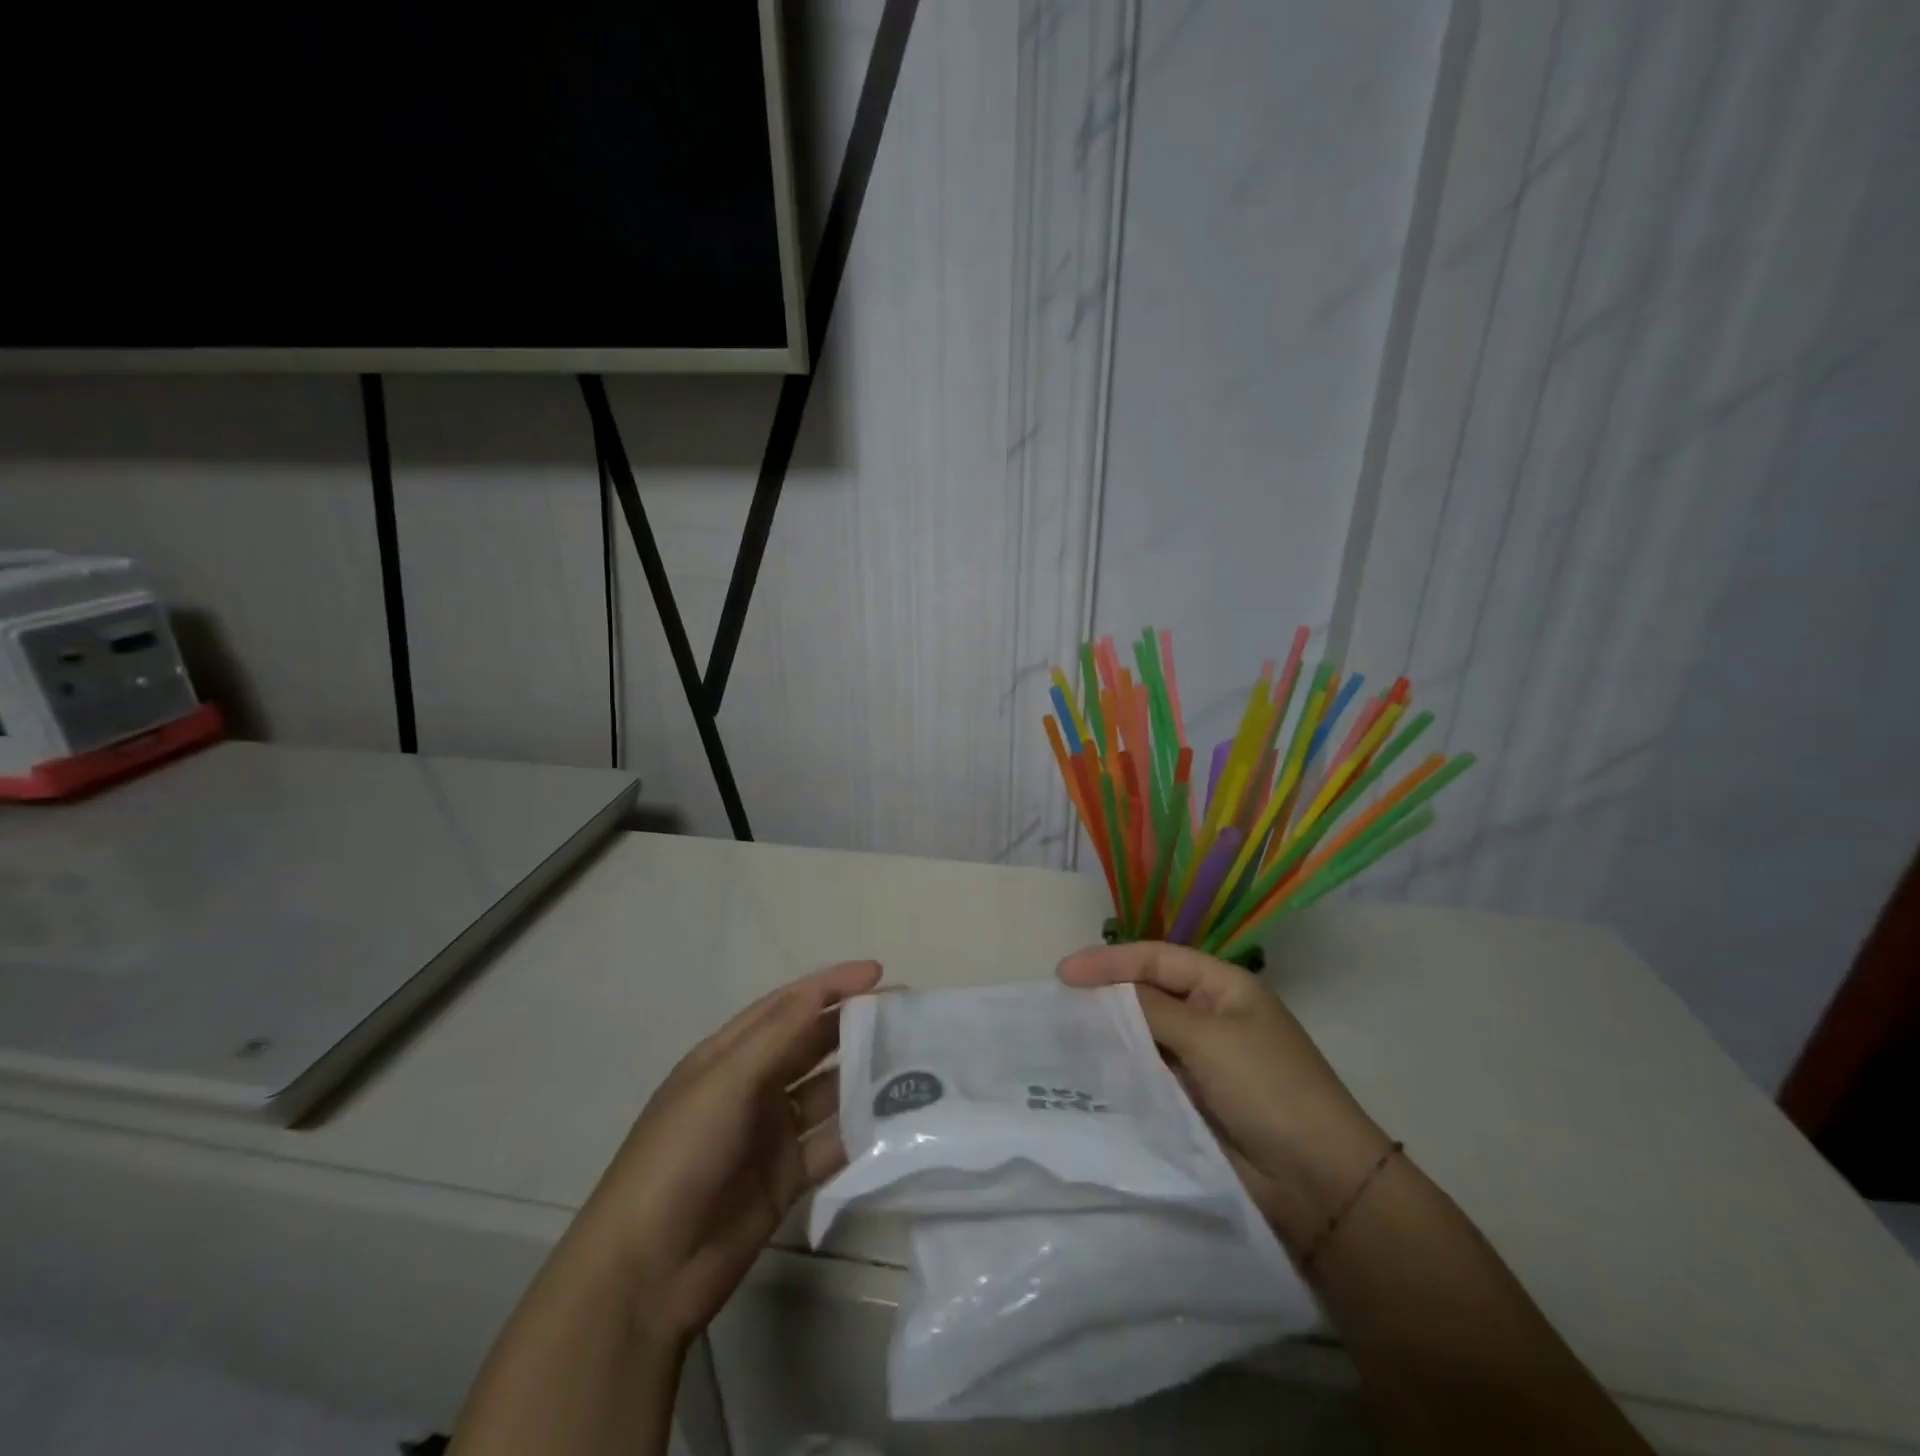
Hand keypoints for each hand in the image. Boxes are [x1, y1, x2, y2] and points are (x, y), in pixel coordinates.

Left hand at [572, 959, 882, 1349]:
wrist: (646, 1272)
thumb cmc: (679, 1157)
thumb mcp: (724, 1084)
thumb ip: (777, 1037)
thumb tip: (823, 991)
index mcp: (730, 1054)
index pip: (789, 1005)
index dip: (832, 985)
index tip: (879, 973)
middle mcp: (753, 1086)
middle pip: (813, 1044)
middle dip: (856, 1026)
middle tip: (909, 1016)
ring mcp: (771, 1133)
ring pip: (828, 1093)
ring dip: (865, 1079)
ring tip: (914, 1065)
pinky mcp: (787, 1178)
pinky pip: (831, 1144)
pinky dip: (861, 1132)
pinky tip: (896, 1123)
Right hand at [1059, 941, 1391, 1258]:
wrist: (1318, 1183)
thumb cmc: (1268, 1089)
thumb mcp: (1209, 1038)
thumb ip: (1151, 1010)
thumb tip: (1104, 993)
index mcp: (1223, 987)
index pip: (1156, 960)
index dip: (1109, 961)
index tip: (1064, 972)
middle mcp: (1209, 1016)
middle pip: (1147, 993)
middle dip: (1105, 994)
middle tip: (1058, 1001)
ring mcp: (1200, 1060)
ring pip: (1143, 1035)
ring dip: (1109, 1033)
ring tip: (1063, 1033)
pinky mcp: (1190, 1099)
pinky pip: (1147, 1073)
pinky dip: (1120, 1069)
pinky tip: (1089, 1069)